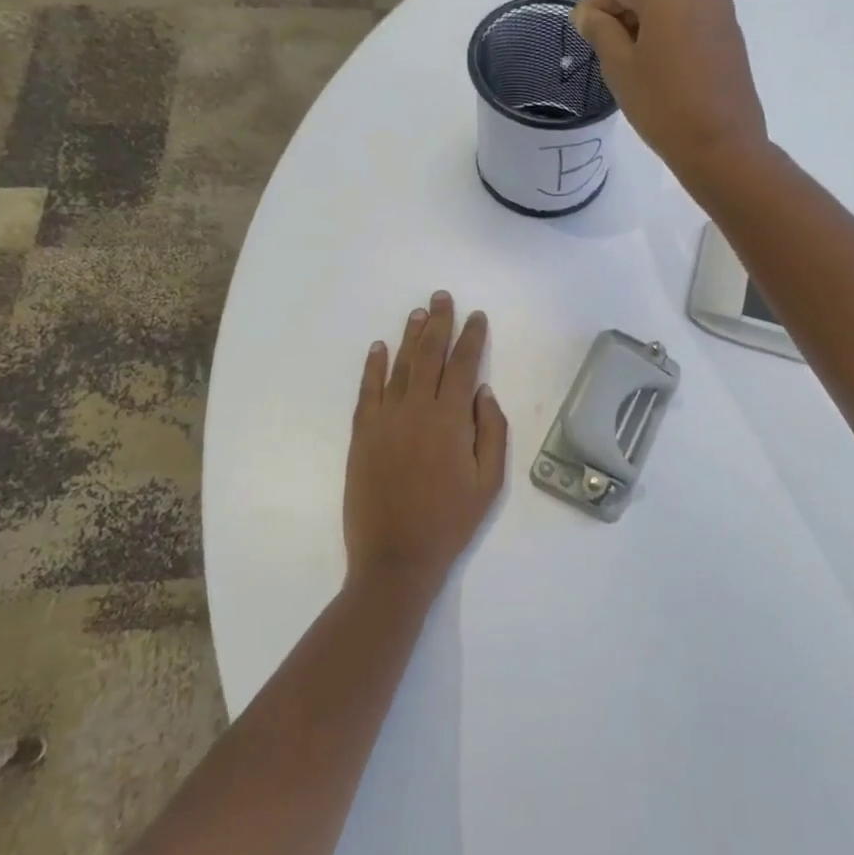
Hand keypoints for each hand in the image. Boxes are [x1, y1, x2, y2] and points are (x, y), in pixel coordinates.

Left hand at [344, 292, 508, 589]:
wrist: (395, 557)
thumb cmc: (450, 521)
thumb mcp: (489, 482)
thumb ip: (492, 432)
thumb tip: (483, 391)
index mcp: (451, 420)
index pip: (464, 365)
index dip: (471, 337)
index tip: (477, 316)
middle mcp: (416, 409)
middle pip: (429, 355)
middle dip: (439, 323)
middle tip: (442, 297)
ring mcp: (385, 420)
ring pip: (400, 366)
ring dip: (409, 337)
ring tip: (418, 313)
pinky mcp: (362, 434)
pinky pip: (368, 391)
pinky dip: (373, 366)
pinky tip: (378, 348)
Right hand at [572, 0, 768, 183]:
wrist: (721, 145)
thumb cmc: (662, 104)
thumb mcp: (619, 67)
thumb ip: (600, 31)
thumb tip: (587, 13)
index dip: (595, 3)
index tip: (579, 30)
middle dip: (623, 11)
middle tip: (602, 45)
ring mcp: (721, 13)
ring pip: (673, 5)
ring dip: (647, 22)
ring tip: (630, 59)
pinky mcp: (732, 37)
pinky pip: (692, 22)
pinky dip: (671, 33)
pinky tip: (659, 65)